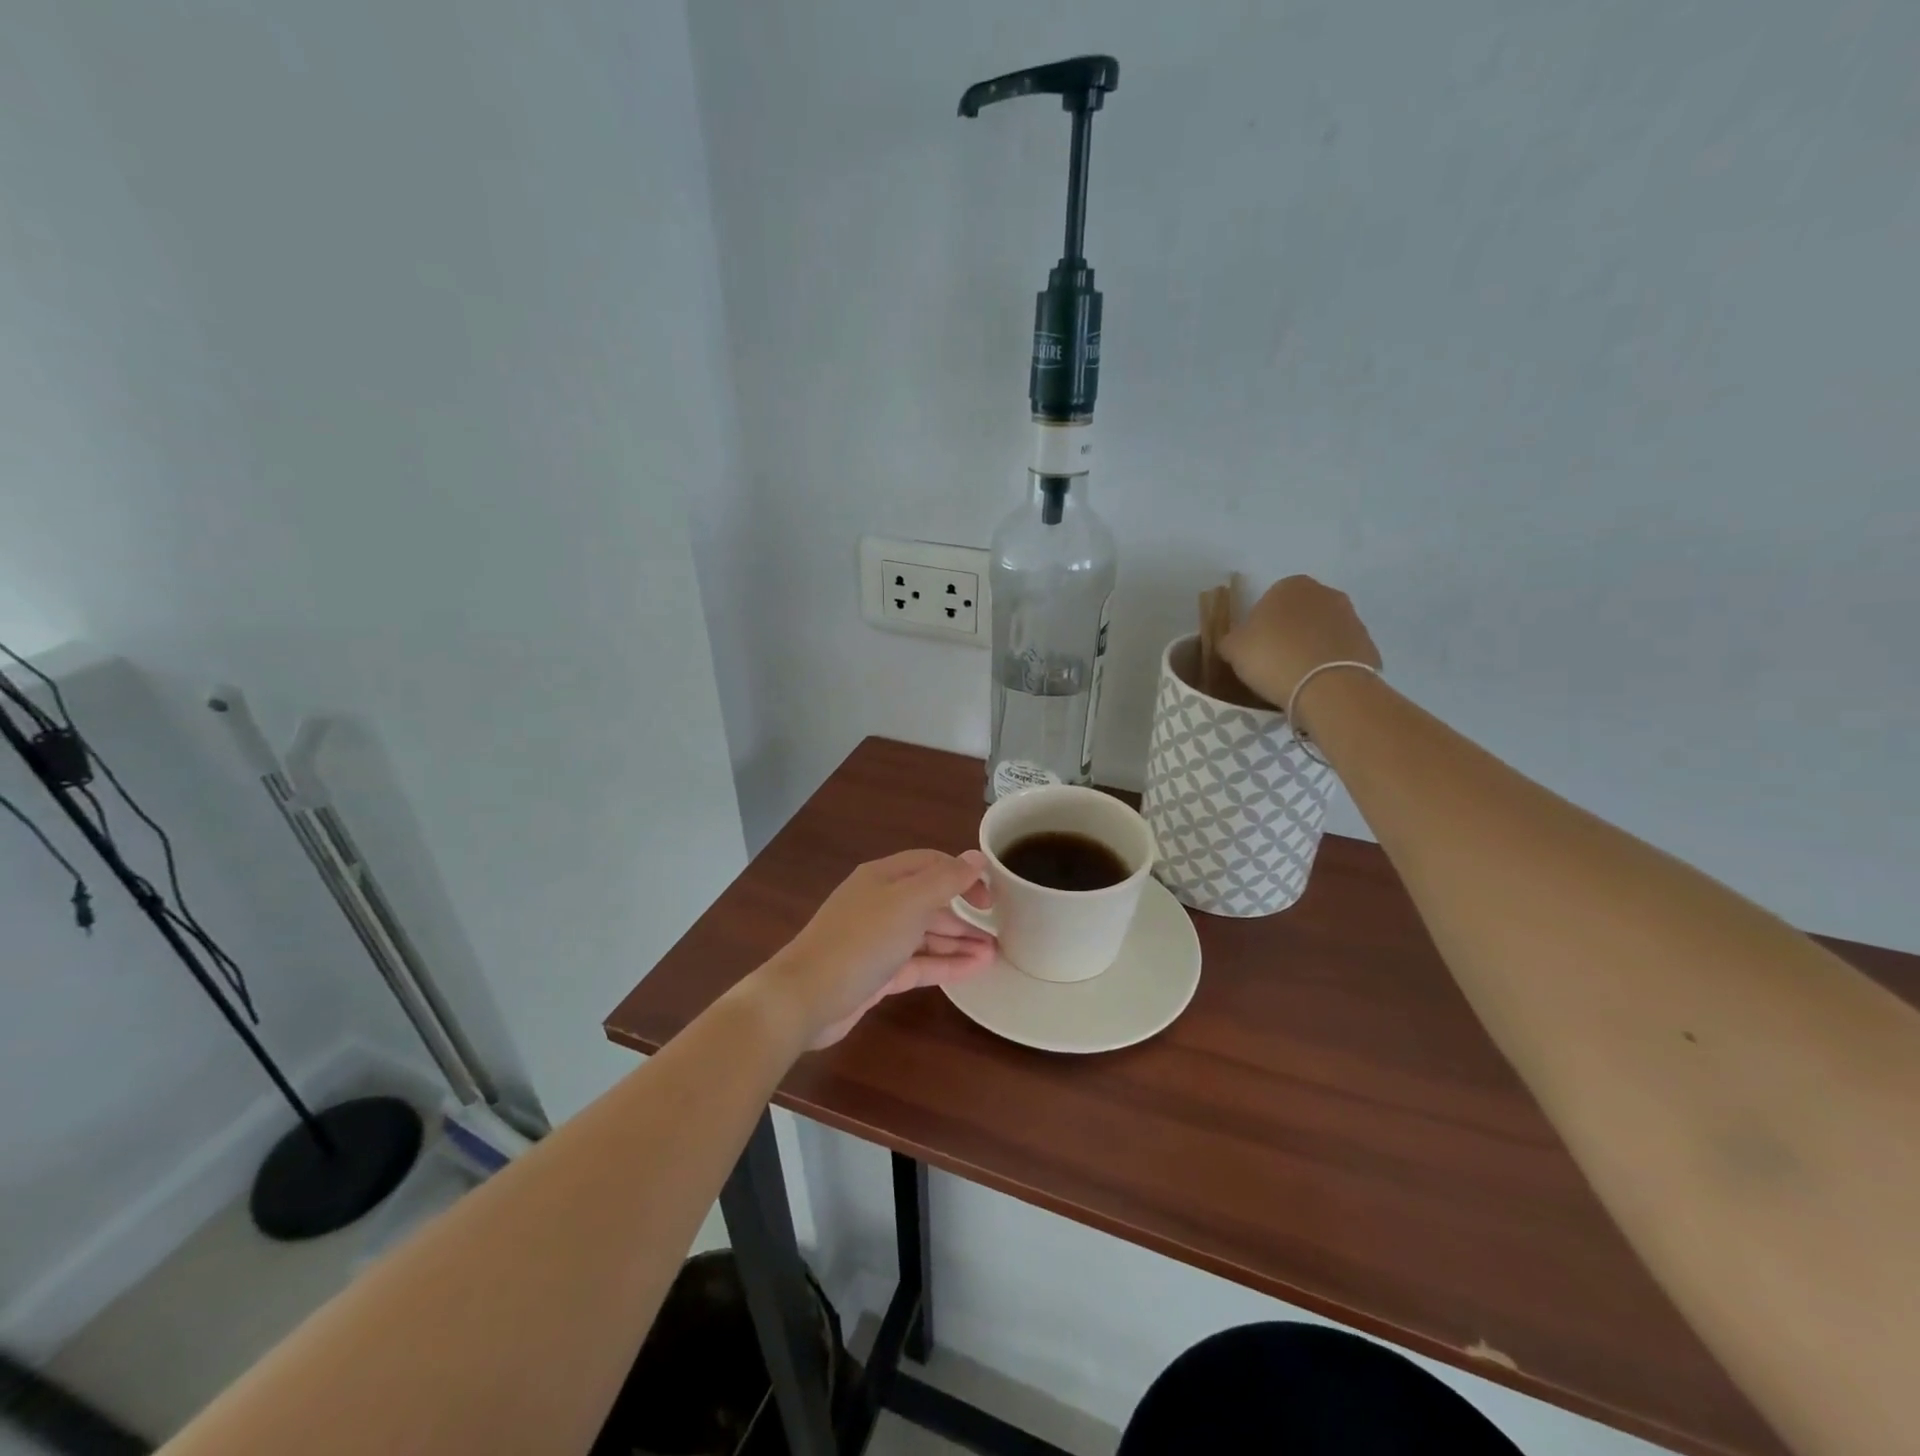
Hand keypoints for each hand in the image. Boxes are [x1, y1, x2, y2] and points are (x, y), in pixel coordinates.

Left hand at [755, 850, 995, 1048]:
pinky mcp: (878, 974)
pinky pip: (919, 963)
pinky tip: (975, 969)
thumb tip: (976, 857)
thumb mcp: (908, 903)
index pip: (931, 864)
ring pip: (926, 934)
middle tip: (1001, 926)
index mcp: (884, 878)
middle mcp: (881, 904)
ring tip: (996, 952)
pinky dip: (946, 964)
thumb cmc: (861, 941)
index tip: (992, 895)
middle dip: (964, 912)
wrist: (806, 997)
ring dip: (959, 941)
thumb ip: (945, 880)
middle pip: (930, 900)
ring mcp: (878, 940)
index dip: (963, 874)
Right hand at [1219, 576, 1380, 733]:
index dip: (1259, 625)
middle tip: (1273, 662)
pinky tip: (1317, 684)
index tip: (1254, 648)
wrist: (1326, 685)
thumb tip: (1234, 641)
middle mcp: (1324, 593)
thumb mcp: (1233, 648)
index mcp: (1289, 585)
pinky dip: (1329, 664)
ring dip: (1310, 647)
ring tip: (1296, 677)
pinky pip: (1339, 653)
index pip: (1268, 600)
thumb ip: (1231, 639)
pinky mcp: (1367, 644)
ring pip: (1321, 632)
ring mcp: (1351, 617)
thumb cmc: (1272, 657)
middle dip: (1288, 632)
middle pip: (1299, 613)